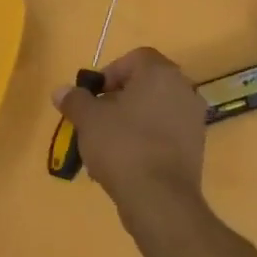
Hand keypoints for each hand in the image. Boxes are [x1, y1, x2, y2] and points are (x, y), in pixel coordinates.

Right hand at [53, 47, 205, 209]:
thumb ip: (75, 100)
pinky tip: (125, 161)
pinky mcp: (195, 148)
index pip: (135, 58)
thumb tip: (61, 91)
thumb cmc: (122, 146)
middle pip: (145, 84)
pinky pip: (164, 133)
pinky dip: (145, 139)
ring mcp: (193, 120)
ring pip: (154, 110)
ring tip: (106, 144)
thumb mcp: (88, 120)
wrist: (159, 198)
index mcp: (161, 74)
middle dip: (118, 98)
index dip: (110, 72)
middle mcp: (183, 90)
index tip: (93, 95)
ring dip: (130, 120)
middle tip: (96, 118)